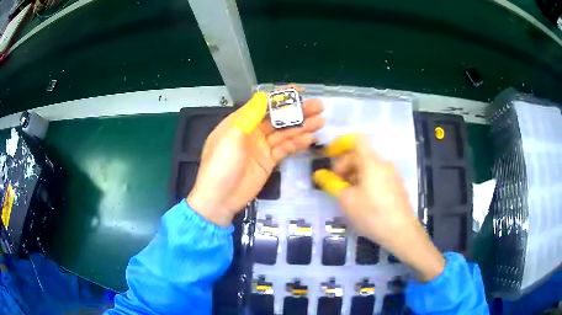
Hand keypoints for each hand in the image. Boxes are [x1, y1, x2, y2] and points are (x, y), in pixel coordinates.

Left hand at [187, 91, 324, 226]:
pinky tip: (309, 139)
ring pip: (284, 133)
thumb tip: (263, 95)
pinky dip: (296, 144)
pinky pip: (284, 149)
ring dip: (301, 127)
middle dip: (297, 111)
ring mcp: (261, 147)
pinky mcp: (268, 161)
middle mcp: (252, 131)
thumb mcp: (232, 137)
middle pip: (277, 118)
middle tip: (318, 106)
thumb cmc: (221, 165)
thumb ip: (249, 116)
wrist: (219, 199)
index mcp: (240, 122)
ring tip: (320, 121)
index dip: (281, 97)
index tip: (299, 91)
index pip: (263, 104)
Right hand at [313, 135, 444, 281]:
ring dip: (355, 175)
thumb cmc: (371, 214)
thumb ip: (332, 184)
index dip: (341, 144)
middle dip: (345, 165)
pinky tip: (363, 200)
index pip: (356, 141)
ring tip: (348, 195)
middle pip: (361, 155)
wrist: (401, 232)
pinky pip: (378, 176)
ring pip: (369, 167)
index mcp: (371, 162)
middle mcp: (384, 164)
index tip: (330, 156)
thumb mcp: (347, 200)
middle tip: (336, 184)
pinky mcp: (397, 186)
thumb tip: (319, 175)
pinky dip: (366, 181)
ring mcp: (393, 175)